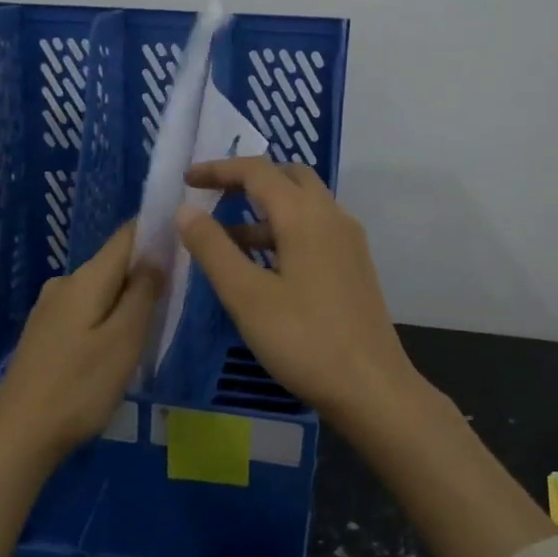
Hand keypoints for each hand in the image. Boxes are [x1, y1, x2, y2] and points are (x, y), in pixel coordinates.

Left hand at [0, 222, 163, 460]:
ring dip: (126, 298)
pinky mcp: (43, 333)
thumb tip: (157, 253)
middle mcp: (64, 283)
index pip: (126, 235)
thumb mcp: (124, 340)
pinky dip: (106, 317)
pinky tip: (115, 345)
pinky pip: (84, 310)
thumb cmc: (80, 387)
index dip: (156, 231)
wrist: (19, 435)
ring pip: (99, 290)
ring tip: (152, 324)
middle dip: (146, 271)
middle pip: (113, 263)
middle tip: (178, 294)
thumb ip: (143, 293)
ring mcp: (48, 309)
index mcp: (85, 279)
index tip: (185, 239)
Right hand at [176, 158, 419, 426]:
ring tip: (225, 238)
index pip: (257, 171)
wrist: (371, 387)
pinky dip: (282, 231)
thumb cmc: (304, 339)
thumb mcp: (246, 296)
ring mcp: (348, 241)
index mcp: (305, 215)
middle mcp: (332, 217)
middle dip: (247, 180)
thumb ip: (213, 249)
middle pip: (288, 177)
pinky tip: (261, 265)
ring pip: (302, 205)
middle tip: (212, 197)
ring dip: (264, 209)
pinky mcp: (353, 266)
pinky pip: (313, 229)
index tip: (186, 181)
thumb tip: (186, 210)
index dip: (218, 169)